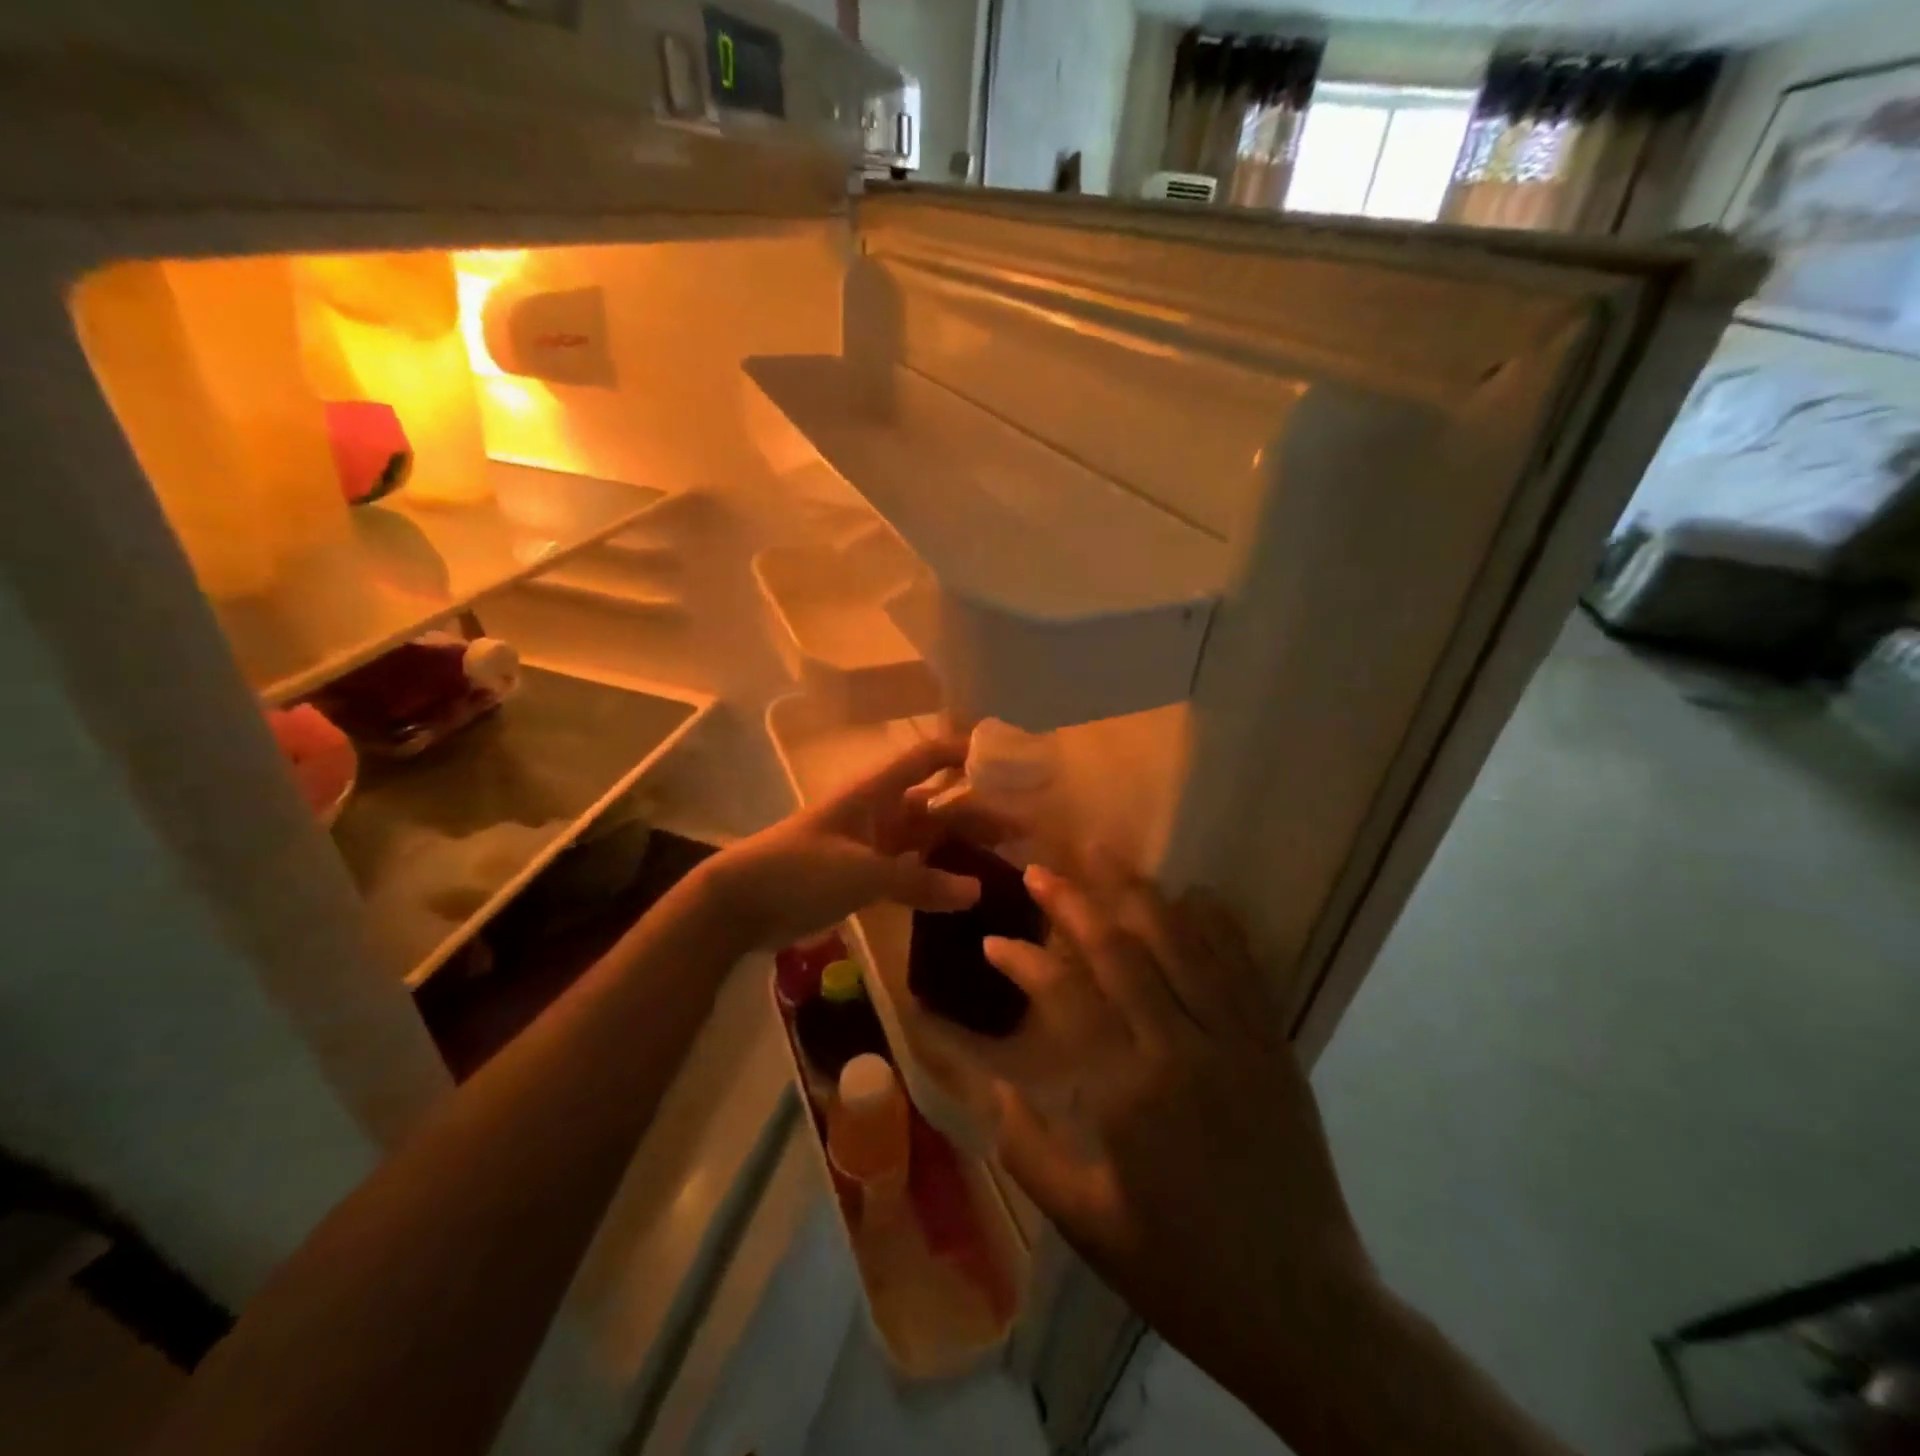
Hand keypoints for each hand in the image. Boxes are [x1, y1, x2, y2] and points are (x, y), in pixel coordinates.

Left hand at [697, 736, 1012, 953]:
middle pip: (940, 803)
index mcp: (877, 792)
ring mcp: (874, 844)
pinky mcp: (866, 875)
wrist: (742, 902)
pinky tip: (966, 889)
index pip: (929, 757)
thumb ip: (918, 882)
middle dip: (980, 811)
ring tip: (1007, 855)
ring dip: (964, 844)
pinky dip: (937, 878)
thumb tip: (976, 891)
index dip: (965, 752)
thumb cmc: (799, 869)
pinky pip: (913, 871)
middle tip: (1026, 826)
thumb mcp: (861, 872)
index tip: (1009, 759)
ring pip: (930, 838)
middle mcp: (882, 811)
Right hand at [987, 864, 1376, 1404]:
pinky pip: (1245, 969)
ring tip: (1108, 855)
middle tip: (1042, 868)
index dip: (1025, 962)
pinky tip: (1197, 894)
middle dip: (1076, 902)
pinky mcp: (1275, 1048)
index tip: (995, 941)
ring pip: (1185, 944)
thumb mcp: (1086, 1222)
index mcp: (1130, 1093)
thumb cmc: (1181, 1270)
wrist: (1303, 1311)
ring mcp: (1237, 1042)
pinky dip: (1218, 925)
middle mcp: (1184, 1050)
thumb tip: (992, 1086)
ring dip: (1141, 894)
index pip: (1067, 998)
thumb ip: (1028, 1149)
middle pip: (1124, 951)